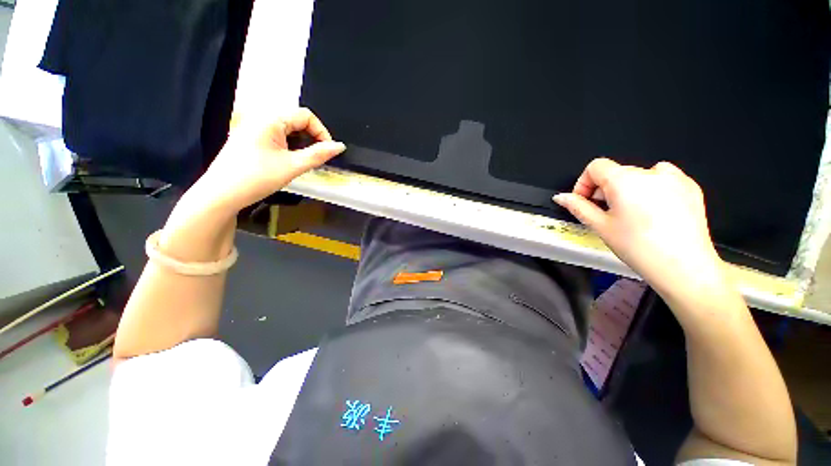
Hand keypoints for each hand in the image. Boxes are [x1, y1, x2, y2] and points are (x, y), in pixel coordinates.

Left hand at [192, 108, 345, 214]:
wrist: (221, 194)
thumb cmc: (257, 178)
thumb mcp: (293, 166)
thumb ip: (318, 155)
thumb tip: (340, 146)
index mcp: (270, 119)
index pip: (306, 115)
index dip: (321, 132)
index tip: (328, 152)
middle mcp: (261, 118)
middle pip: (296, 121)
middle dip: (312, 138)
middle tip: (316, 159)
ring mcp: (253, 129)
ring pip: (287, 130)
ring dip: (301, 144)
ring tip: (303, 162)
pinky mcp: (250, 140)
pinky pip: (277, 137)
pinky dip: (289, 147)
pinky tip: (288, 162)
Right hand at [553, 158, 723, 297]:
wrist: (684, 266)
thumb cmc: (637, 247)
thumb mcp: (600, 226)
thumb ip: (578, 207)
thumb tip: (561, 197)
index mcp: (624, 180)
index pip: (595, 166)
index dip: (584, 183)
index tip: (585, 201)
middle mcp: (650, 172)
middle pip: (616, 172)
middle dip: (605, 190)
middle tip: (606, 213)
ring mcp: (674, 178)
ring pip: (639, 175)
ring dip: (628, 189)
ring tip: (631, 213)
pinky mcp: (690, 187)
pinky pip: (664, 178)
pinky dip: (652, 188)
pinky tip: (654, 210)